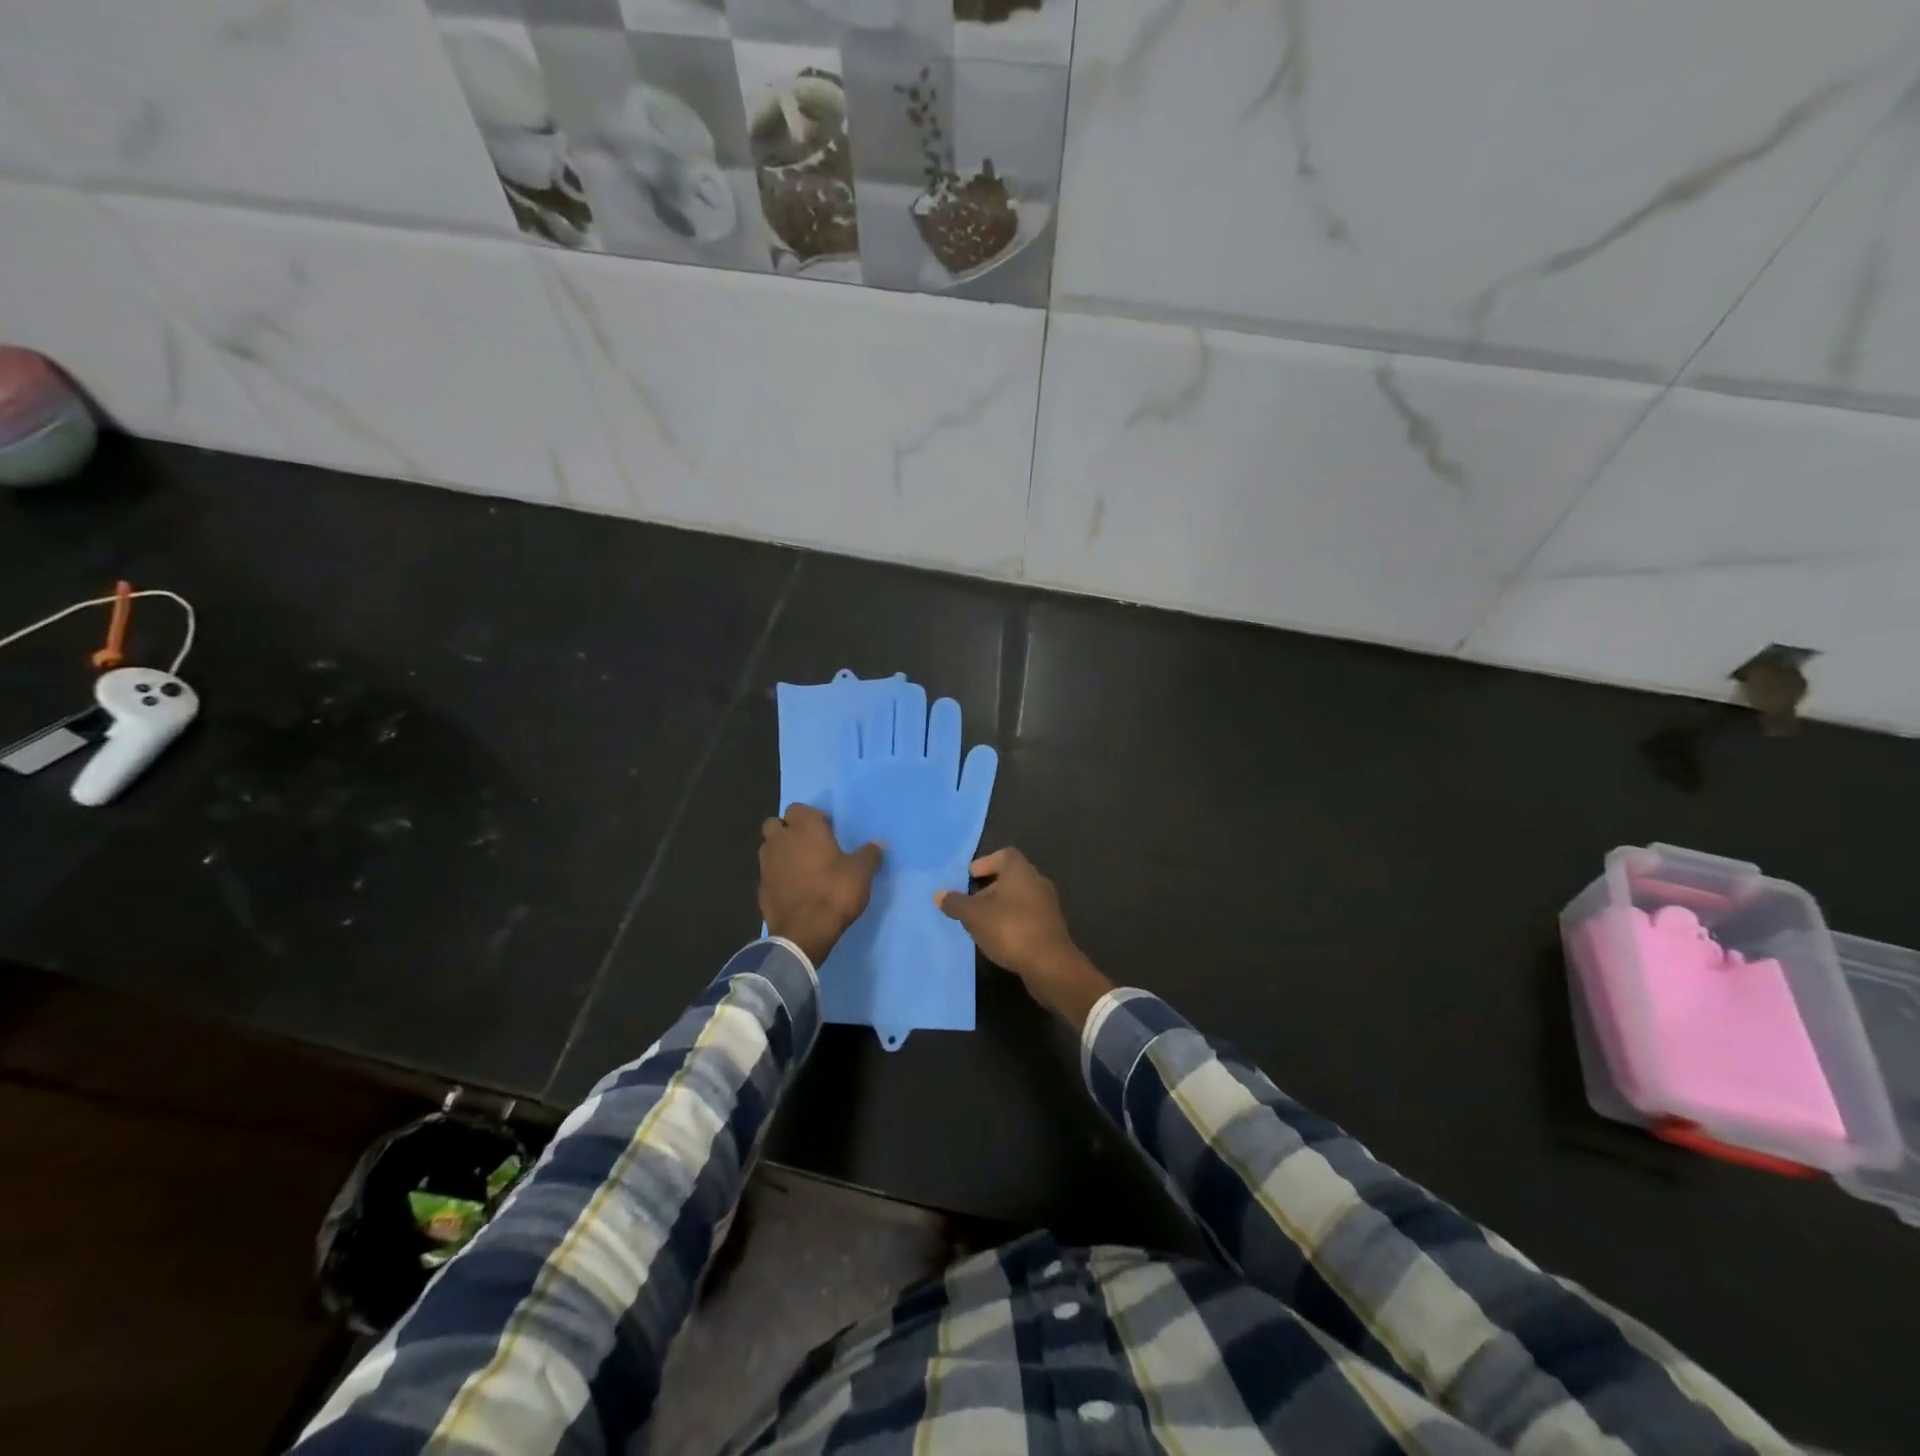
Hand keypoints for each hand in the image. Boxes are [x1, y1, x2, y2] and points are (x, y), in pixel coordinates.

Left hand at [759, 804, 881, 966]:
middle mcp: (780, 840)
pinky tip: (793, 888)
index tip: (827, 830)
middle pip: (776, 824)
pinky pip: (768, 872)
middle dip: (789, 830)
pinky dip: (777, 875)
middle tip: (810, 845)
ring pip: (768, 847)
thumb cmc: (834, 892)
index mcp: (805, 828)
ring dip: (780, 851)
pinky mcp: (760, 888)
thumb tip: (879, 843)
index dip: (812, 817)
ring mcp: (766, 864)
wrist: (804, 932)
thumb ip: (869, 854)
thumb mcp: (861, 872)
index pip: (799, 808)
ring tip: (801, 865)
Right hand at [936, 848, 1113, 1029]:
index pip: (1004, 855)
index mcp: (1021, 871)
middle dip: (990, 888)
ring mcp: (1048, 905)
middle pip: (1011, 877)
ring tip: (981, 923)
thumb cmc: (1010, 929)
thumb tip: (939, 894)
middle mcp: (1037, 882)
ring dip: (1000, 906)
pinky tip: (999, 938)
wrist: (1049, 964)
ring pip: (1020, 898)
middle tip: (971, 902)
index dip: (986, 862)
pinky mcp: (1052, 927)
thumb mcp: (974, 916)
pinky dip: (1012, 921)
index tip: (971, 876)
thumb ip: (956, 903)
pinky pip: (1027, 916)